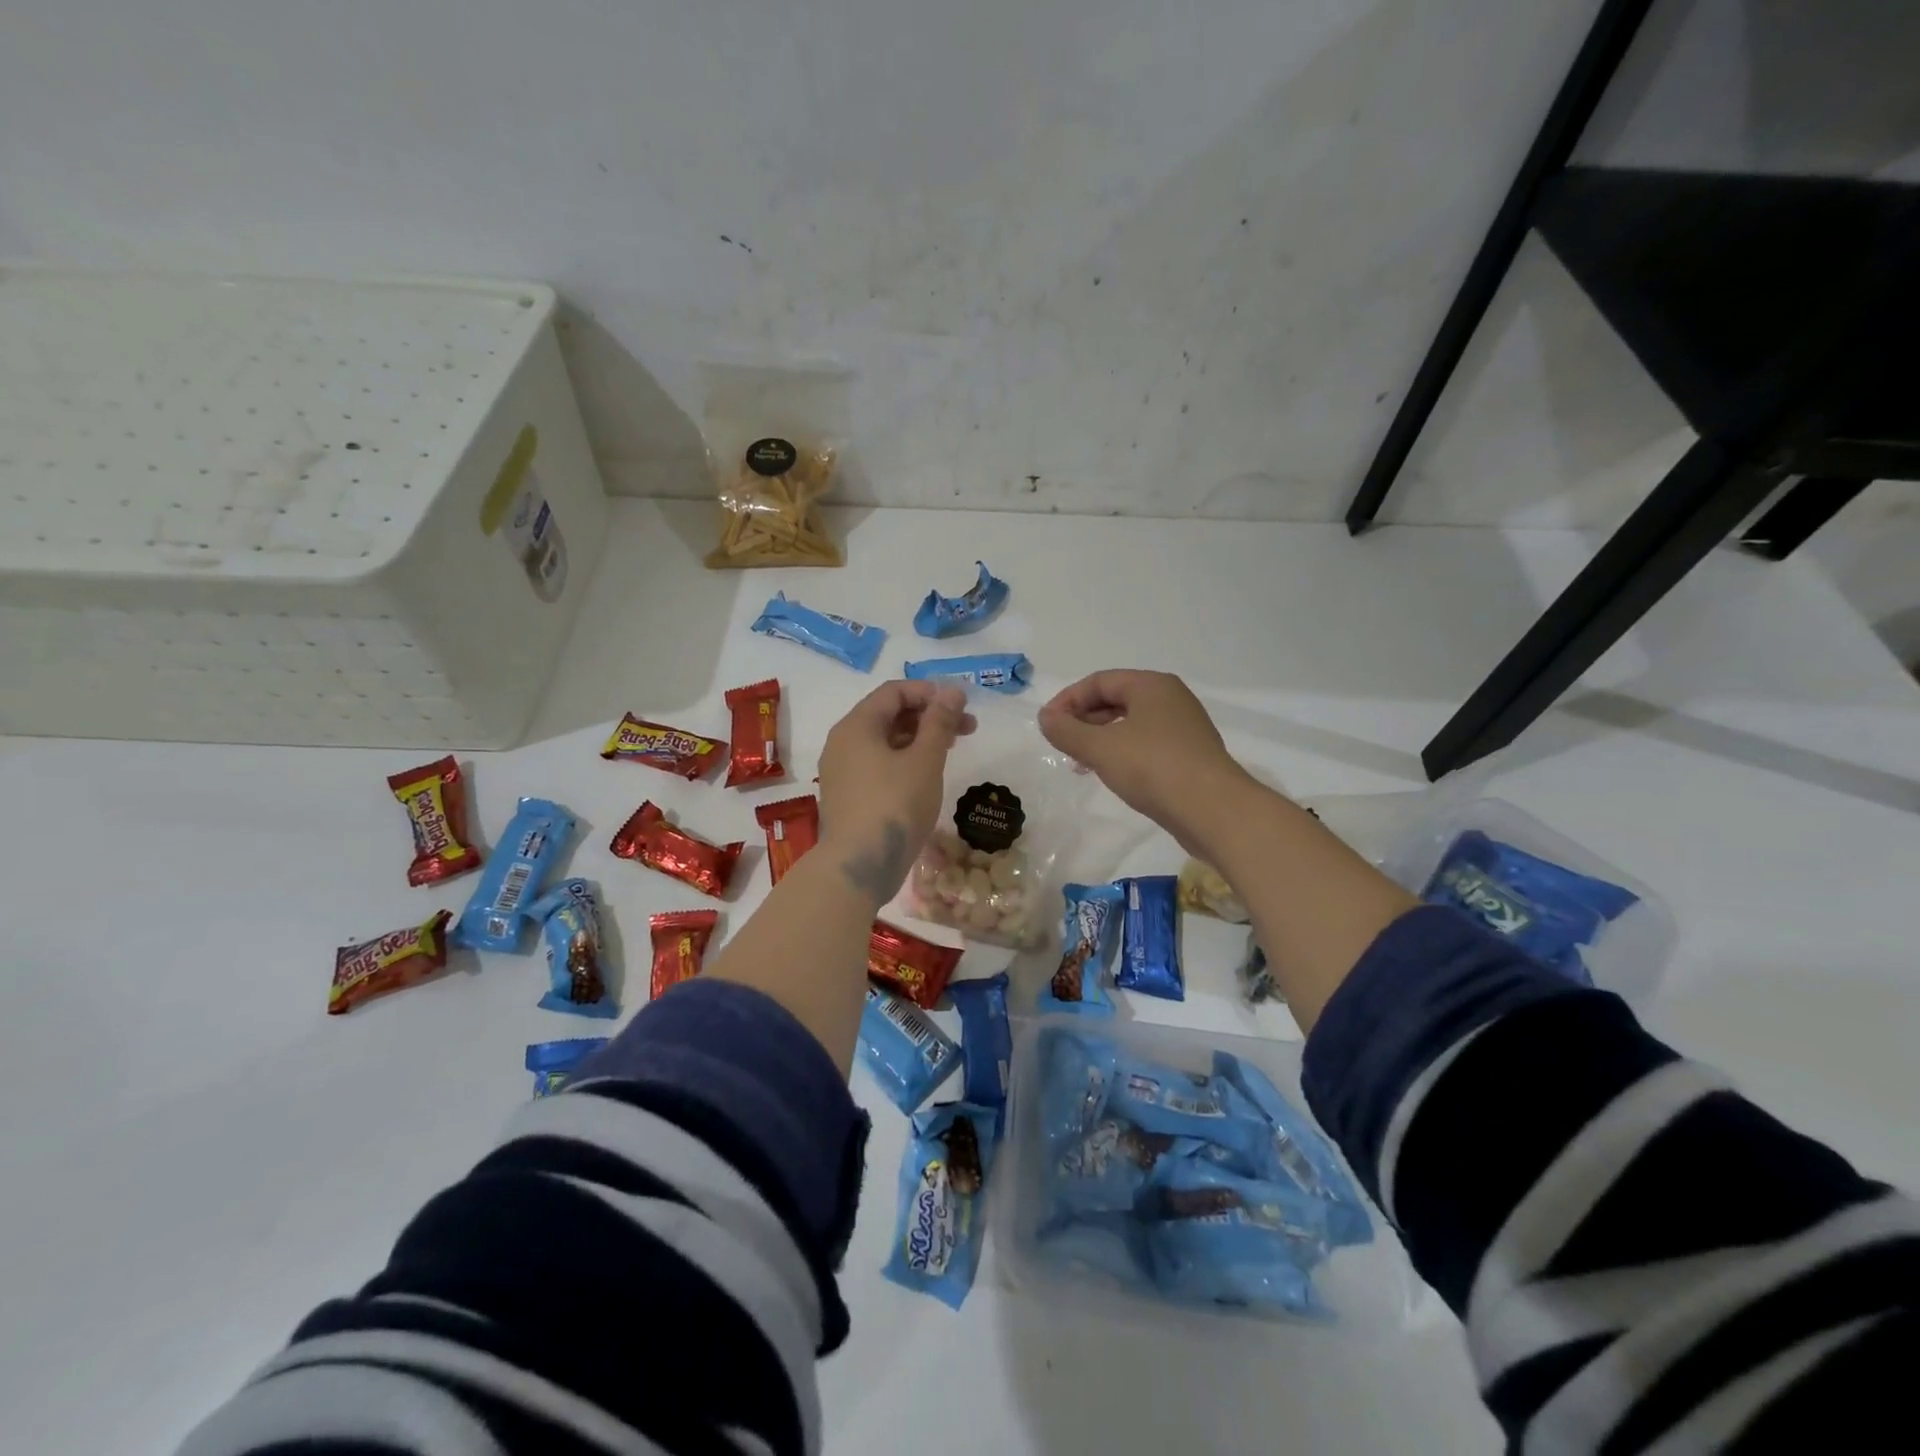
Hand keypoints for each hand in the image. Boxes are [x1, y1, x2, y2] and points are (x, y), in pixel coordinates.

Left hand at [818, 680, 974, 904]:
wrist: (859, 866)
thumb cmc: (894, 806)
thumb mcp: (925, 760)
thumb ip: (939, 722)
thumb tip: (951, 691)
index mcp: (857, 726)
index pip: (894, 692)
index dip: (929, 693)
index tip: (961, 706)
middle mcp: (843, 742)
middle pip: (889, 715)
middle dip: (929, 717)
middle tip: (967, 729)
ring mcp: (842, 771)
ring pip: (885, 741)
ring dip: (919, 739)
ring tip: (952, 751)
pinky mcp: (848, 795)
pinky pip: (878, 764)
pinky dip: (904, 761)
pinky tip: (927, 775)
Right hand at [1038, 670, 1251, 850]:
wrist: (1214, 810)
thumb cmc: (1153, 768)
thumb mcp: (1100, 748)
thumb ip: (1067, 731)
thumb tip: (1046, 718)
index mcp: (1151, 685)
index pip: (1099, 681)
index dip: (1067, 700)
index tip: (1047, 725)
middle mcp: (1170, 699)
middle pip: (1115, 699)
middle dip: (1083, 719)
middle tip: (1061, 744)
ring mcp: (1183, 728)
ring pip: (1130, 724)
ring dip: (1100, 738)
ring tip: (1080, 762)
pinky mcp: (1189, 756)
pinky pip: (1146, 744)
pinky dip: (1122, 753)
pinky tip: (1111, 774)